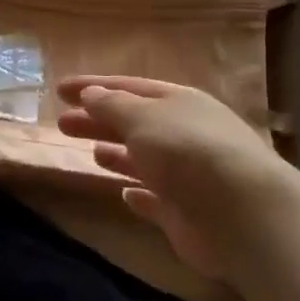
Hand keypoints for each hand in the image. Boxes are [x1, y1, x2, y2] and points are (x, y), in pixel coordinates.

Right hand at [56, 75, 291, 275]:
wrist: (241, 213)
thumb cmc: (186, 151)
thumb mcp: (142, 117)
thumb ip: (112, 106)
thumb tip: (91, 94)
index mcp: (178, 103)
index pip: (128, 88)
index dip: (93, 87)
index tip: (59, 89)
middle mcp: (185, 134)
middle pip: (134, 123)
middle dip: (98, 121)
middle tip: (62, 124)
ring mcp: (187, 175)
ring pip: (145, 160)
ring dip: (118, 154)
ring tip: (90, 152)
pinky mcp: (186, 213)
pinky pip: (157, 200)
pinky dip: (140, 196)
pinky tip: (124, 194)